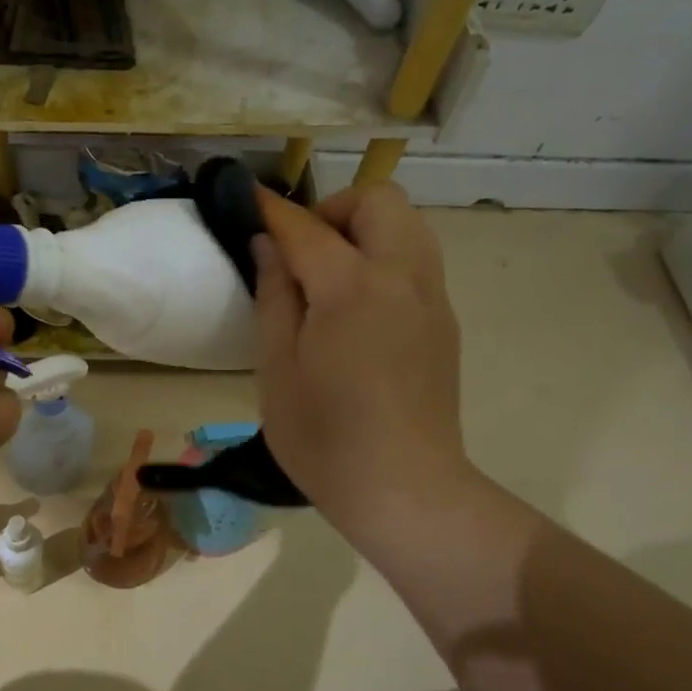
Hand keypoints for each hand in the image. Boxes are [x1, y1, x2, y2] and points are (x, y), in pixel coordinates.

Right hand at [251, 183, 479, 549]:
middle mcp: (402, 278)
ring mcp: (432, 299)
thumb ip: (274, 297)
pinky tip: (358, 308)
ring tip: (329, 276)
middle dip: (335, 209)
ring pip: (407, 226)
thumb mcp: (278, 369)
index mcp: (353, 288)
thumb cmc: (326, 437)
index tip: (247, 199)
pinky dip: (385, 258)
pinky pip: (416, 261)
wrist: (406, 491)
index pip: (307, 227)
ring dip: (365, 230)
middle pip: (379, 201)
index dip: (272, 209)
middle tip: (303, 252)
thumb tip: (268, 245)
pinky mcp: (444, 322)